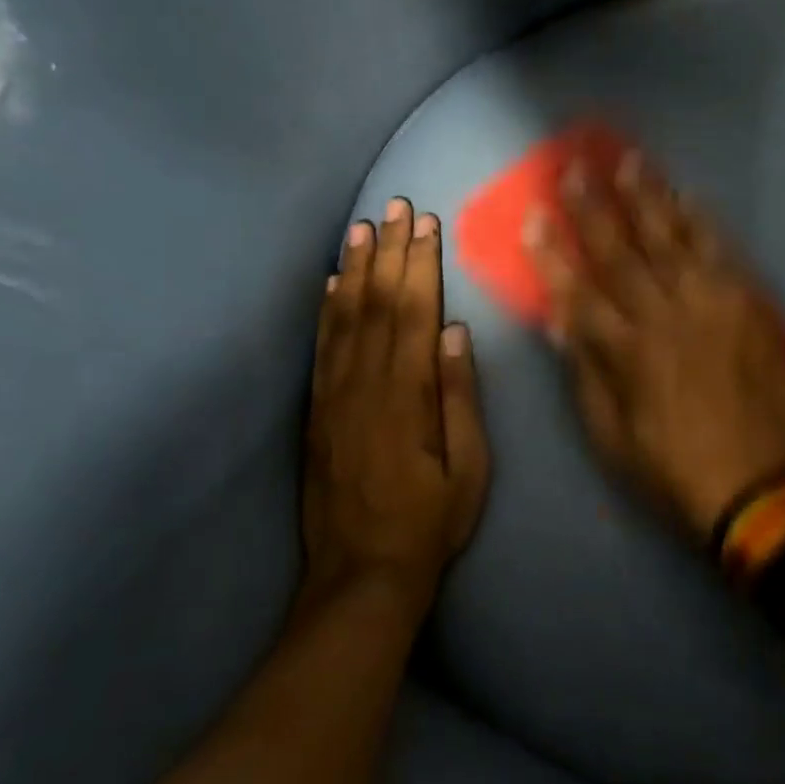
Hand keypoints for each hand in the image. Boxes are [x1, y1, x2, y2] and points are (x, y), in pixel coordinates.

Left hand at [303, 199, 489, 614]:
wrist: (360, 577)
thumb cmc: (429, 523)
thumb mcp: (468, 468)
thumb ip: (459, 397)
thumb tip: (453, 332)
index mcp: (406, 396)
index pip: (414, 312)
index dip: (420, 264)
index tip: (427, 224)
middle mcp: (364, 384)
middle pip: (378, 303)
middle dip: (390, 251)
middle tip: (397, 206)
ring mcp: (333, 396)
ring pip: (345, 317)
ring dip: (356, 268)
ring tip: (362, 227)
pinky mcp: (316, 411)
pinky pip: (320, 348)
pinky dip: (325, 309)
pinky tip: (330, 282)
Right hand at [529, 153, 784, 542]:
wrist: (764, 489)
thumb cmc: (675, 471)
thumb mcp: (612, 439)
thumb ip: (587, 374)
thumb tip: (561, 321)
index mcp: (625, 353)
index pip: (577, 291)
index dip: (552, 253)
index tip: (535, 217)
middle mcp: (662, 317)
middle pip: (620, 253)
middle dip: (592, 208)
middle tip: (575, 169)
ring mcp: (709, 305)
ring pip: (669, 240)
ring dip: (646, 198)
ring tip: (629, 161)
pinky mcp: (747, 304)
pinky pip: (720, 252)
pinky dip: (702, 222)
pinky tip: (687, 195)